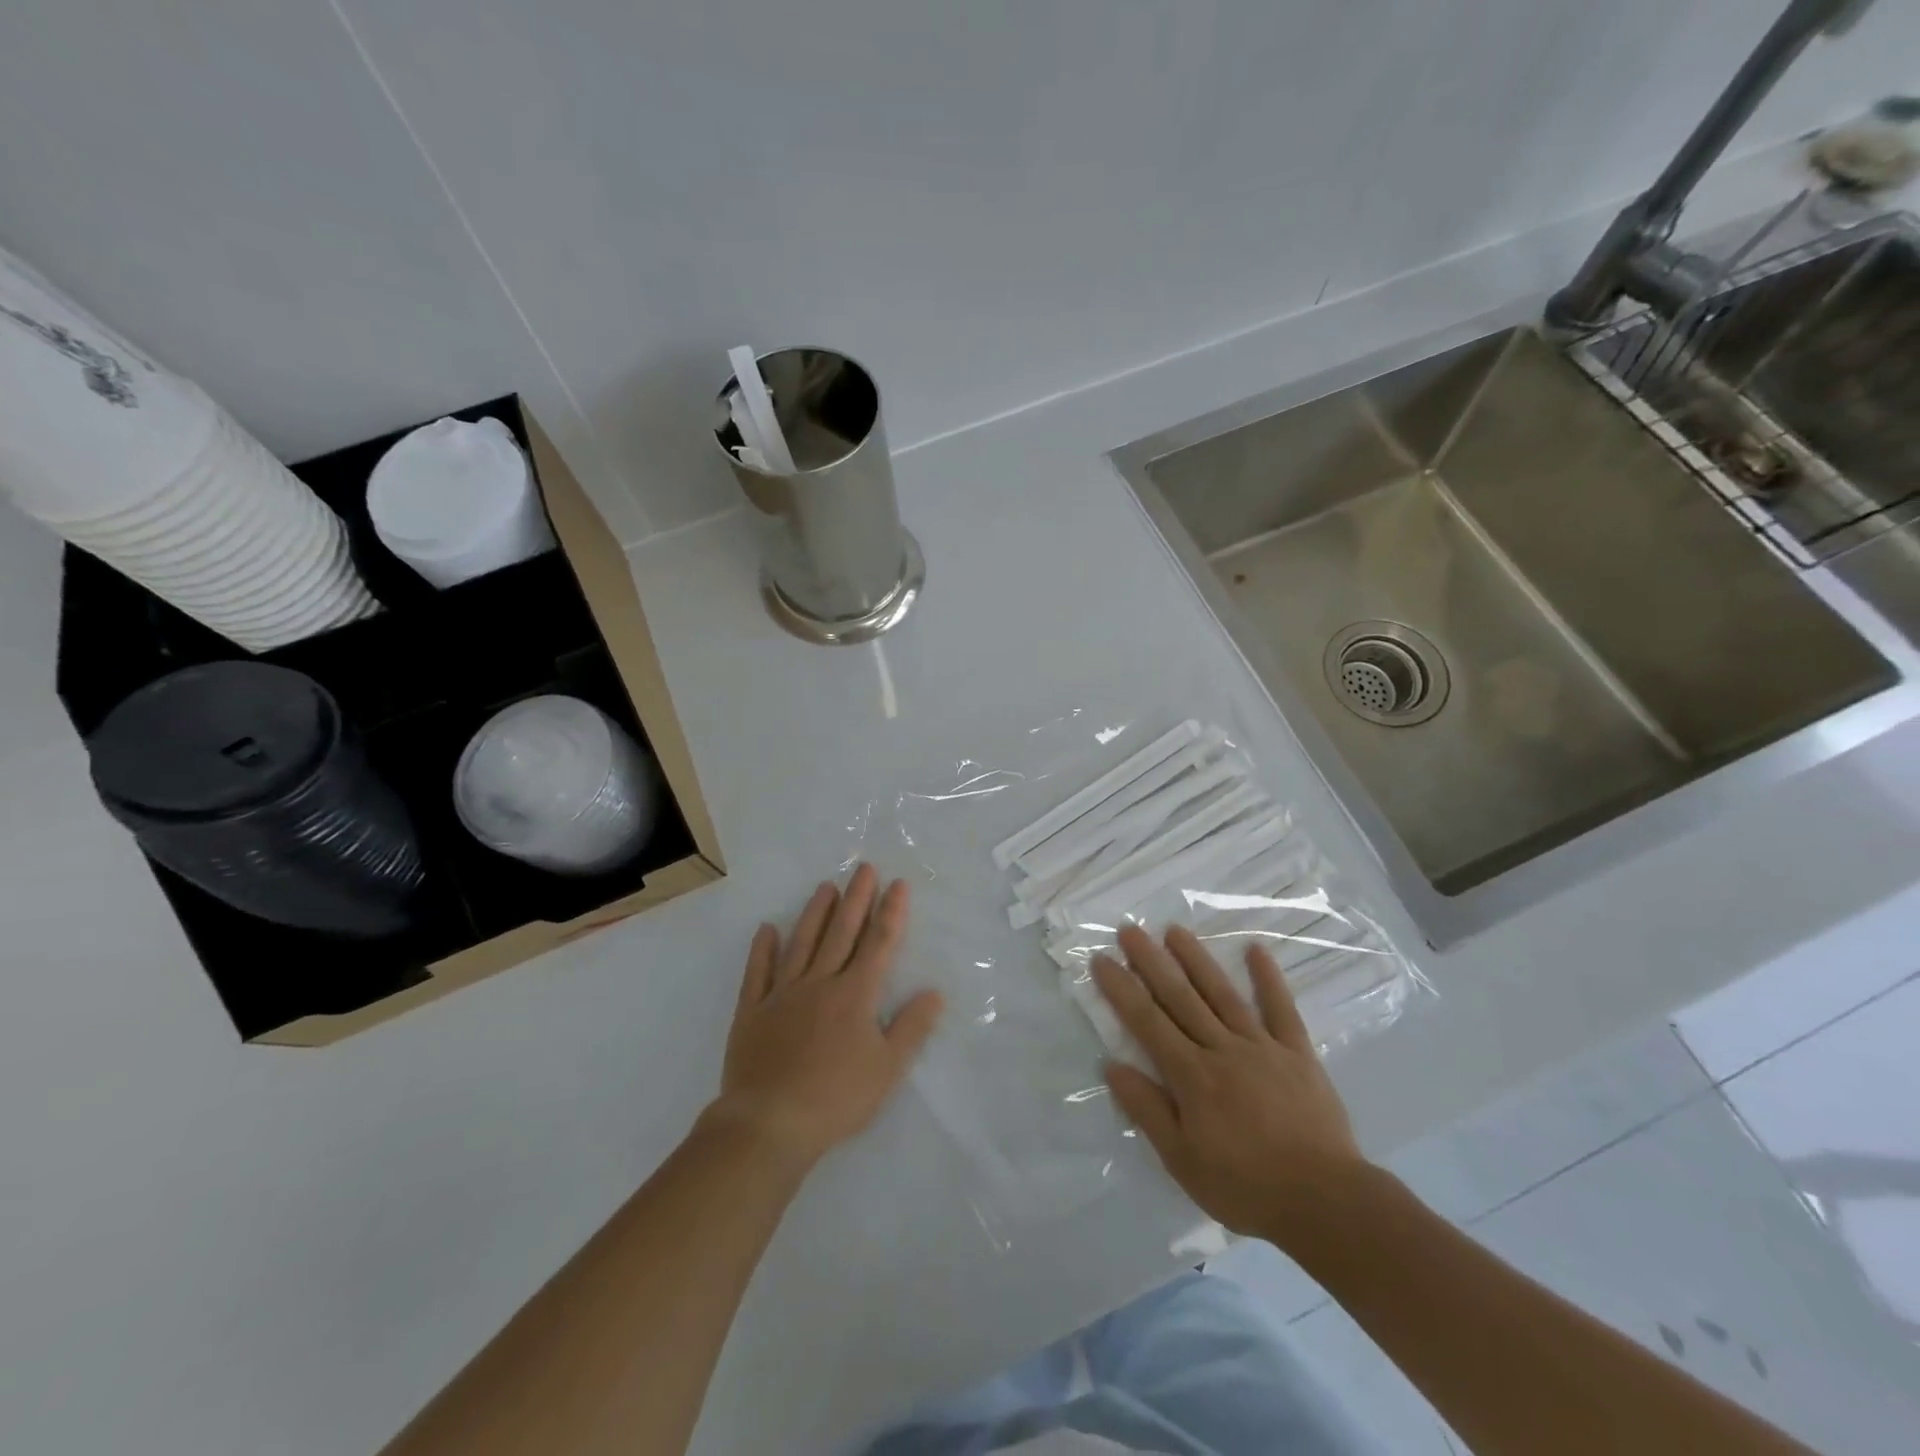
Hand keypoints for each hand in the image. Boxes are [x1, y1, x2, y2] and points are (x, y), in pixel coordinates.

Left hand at [707, 863, 943, 1167]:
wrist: (769, 1123)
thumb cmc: (836, 1098)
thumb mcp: (887, 1070)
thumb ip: (912, 1028)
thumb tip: (934, 992)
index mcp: (855, 995)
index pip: (878, 944)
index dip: (891, 912)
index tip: (898, 884)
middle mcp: (820, 983)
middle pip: (842, 933)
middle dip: (857, 898)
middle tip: (864, 867)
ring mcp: (783, 994)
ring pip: (802, 943)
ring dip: (815, 913)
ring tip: (826, 887)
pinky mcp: (753, 1011)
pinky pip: (758, 972)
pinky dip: (763, 949)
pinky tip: (767, 929)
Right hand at [1093, 924, 1366, 1249]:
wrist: (1327, 1202)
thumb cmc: (1246, 1187)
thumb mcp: (1183, 1161)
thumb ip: (1148, 1110)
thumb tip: (1113, 1066)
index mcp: (1192, 1076)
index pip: (1147, 1022)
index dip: (1122, 989)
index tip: (1101, 959)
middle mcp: (1222, 1049)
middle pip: (1180, 997)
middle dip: (1151, 961)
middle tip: (1129, 929)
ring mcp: (1262, 1046)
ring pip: (1222, 993)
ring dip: (1196, 959)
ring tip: (1174, 929)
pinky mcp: (1297, 1053)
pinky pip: (1281, 1009)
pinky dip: (1269, 979)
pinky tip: (1257, 949)